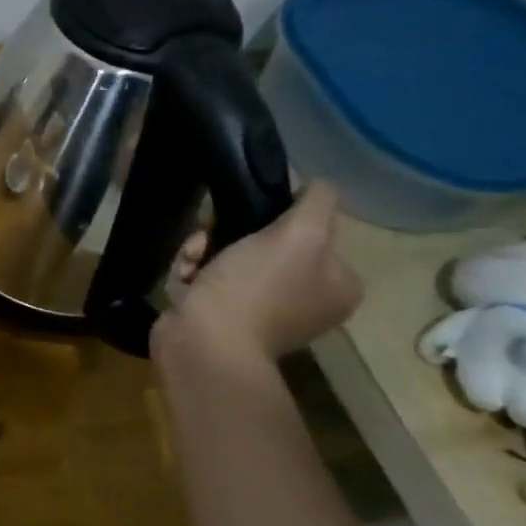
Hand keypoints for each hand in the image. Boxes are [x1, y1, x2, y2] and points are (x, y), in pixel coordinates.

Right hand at [155, 180, 363, 362]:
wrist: (205, 341)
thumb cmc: (255, 287)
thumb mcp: (298, 235)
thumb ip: (316, 203)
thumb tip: (320, 183)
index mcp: (338, 283)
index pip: (311, 230)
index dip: (275, 215)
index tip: (245, 213)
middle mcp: (308, 298)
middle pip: (267, 242)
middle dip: (229, 233)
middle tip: (208, 235)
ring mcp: (265, 311)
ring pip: (232, 257)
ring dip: (206, 249)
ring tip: (192, 258)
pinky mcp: (226, 317)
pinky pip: (212, 280)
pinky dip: (196, 273)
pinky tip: (186, 277)